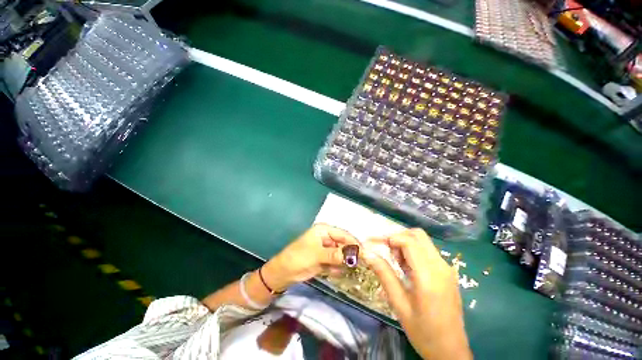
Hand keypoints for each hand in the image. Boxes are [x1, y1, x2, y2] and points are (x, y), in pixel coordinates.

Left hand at [262, 224, 358, 291]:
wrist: (284, 272)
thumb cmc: (298, 257)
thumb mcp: (316, 254)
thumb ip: (334, 254)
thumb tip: (352, 255)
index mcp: (324, 230)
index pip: (343, 234)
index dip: (353, 242)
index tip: (365, 253)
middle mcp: (326, 237)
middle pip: (343, 244)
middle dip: (350, 253)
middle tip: (361, 264)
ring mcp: (326, 249)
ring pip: (340, 254)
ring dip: (345, 261)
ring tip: (351, 269)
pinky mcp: (325, 259)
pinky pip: (336, 262)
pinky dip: (338, 267)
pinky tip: (337, 273)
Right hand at [362, 229, 471, 359]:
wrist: (451, 352)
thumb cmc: (423, 332)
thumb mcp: (399, 304)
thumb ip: (384, 274)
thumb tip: (367, 253)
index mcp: (429, 276)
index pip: (408, 241)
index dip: (388, 237)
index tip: (373, 243)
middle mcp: (441, 266)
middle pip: (417, 234)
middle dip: (397, 237)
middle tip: (385, 251)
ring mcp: (447, 268)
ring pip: (422, 241)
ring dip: (405, 243)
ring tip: (396, 262)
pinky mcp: (447, 272)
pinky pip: (427, 251)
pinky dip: (413, 251)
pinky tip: (407, 268)